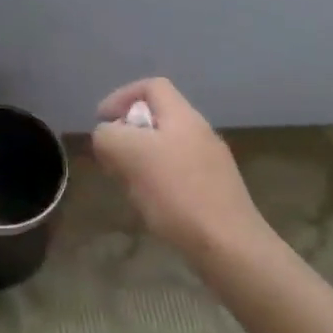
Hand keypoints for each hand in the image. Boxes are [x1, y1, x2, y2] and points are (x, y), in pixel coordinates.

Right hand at [93, 78, 266, 260]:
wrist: (229, 246)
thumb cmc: (177, 194)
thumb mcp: (128, 155)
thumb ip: (109, 136)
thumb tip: (107, 136)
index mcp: (183, 116)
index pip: (151, 86)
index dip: (122, 96)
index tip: (102, 120)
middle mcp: (201, 132)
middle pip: (158, 117)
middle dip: (129, 133)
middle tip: (112, 157)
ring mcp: (212, 162)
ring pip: (166, 148)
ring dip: (141, 160)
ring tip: (128, 184)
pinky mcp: (215, 191)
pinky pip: (178, 174)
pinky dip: (158, 181)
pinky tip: (152, 206)